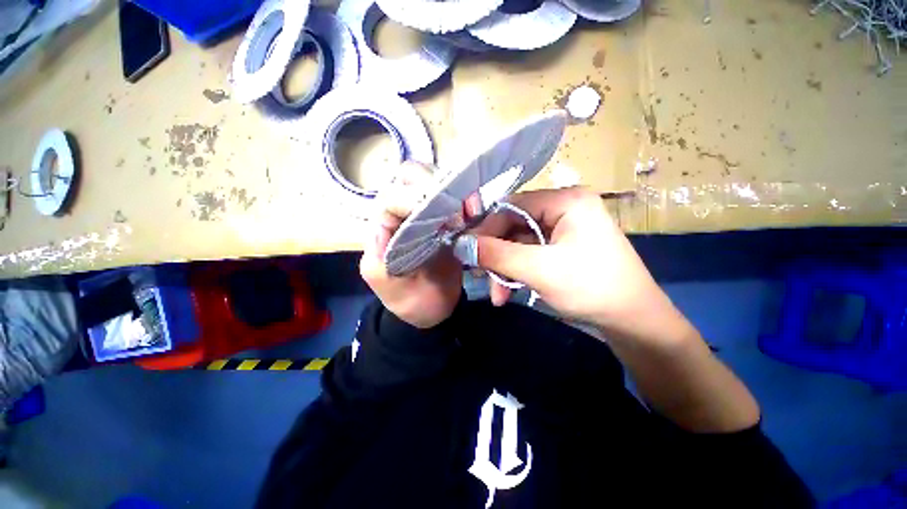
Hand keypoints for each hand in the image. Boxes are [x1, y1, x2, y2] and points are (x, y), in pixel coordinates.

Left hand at [359, 162, 463, 328]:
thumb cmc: (408, 298)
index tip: (445, 221)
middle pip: (414, 174)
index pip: (394, 195)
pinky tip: (476, 216)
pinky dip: (469, 200)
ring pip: (438, 178)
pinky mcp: (450, 215)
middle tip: (461, 212)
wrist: (433, 307)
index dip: (418, 200)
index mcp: (384, 223)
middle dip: (438, 186)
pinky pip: (458, 195)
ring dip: (457, 191)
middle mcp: (403, 209)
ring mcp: (429, 209)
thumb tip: (383, 226)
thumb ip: (378, 258)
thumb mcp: (386, 284)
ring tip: (472, 214)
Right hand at [468, 187, 694, 345]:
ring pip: (520, 244)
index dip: (486, 228)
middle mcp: (564, 208)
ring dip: (505, 269)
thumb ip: (496, 254)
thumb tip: (460, 244)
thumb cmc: (591, 288)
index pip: (512, 205)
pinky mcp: (562, 248)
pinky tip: (508, 292)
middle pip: (514, 226)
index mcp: (566, 200)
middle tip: (478, 275)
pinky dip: (517, 273)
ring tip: (496, 294)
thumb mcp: (539, 270)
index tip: (467, 251)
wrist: (633, 322)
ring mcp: (564, 229)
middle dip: (496, 255)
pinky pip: (530, 254)